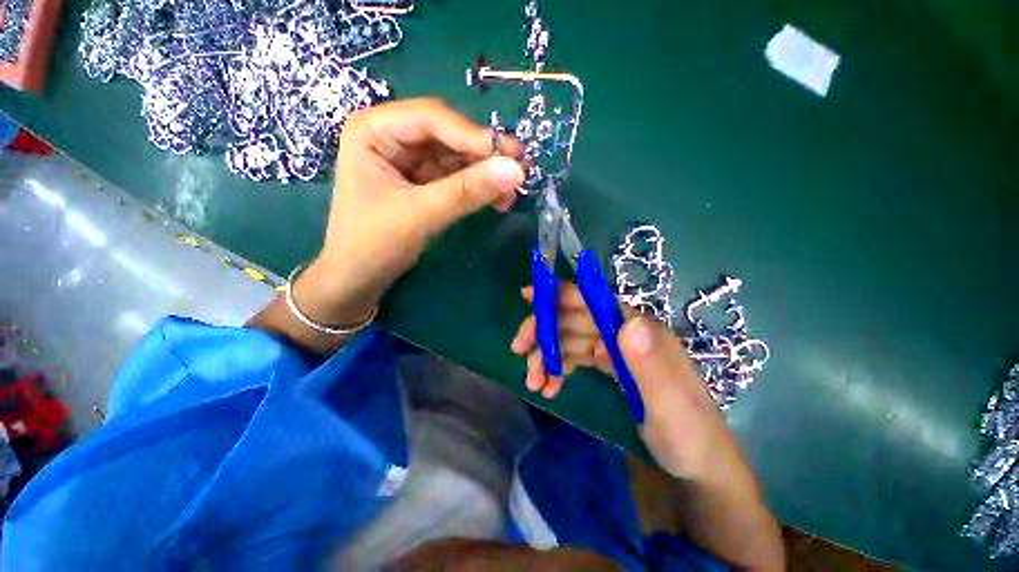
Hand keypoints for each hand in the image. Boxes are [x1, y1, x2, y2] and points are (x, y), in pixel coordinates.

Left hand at [293, 99, 524, 326]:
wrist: (358, 278)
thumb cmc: (373, 244)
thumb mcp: (420, 214)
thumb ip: (466, 191)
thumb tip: (516, 171)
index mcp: (374, 130)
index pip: (432, 119)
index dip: (474, 136)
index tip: (512, 156)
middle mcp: (392, 136)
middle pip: (448, 135)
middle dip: (483, 155)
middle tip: (519, 171)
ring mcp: (408, 160)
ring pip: (456, 157)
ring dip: (485, 173)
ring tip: (511, 192)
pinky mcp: (422, 182)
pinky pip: (456, 177)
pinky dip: (477, 187)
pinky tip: (497, 199)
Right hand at [511, 284, 737, 481]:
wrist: (696, 464)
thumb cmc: (687, 435)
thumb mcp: (670, 405)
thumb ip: (650, 364)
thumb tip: (628, 322)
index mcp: (640, 331)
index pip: (595, 301)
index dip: (561, 294)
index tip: (528, 295)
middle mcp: (625, 333)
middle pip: (574, 319)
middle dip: (543, 330)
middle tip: (518, 349)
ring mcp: (615, 349)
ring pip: (570, 339)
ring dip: (547, 356)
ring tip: (532, 382)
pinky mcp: (609, 365)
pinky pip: (576, 358)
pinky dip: (558, 369)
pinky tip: (549, 387)